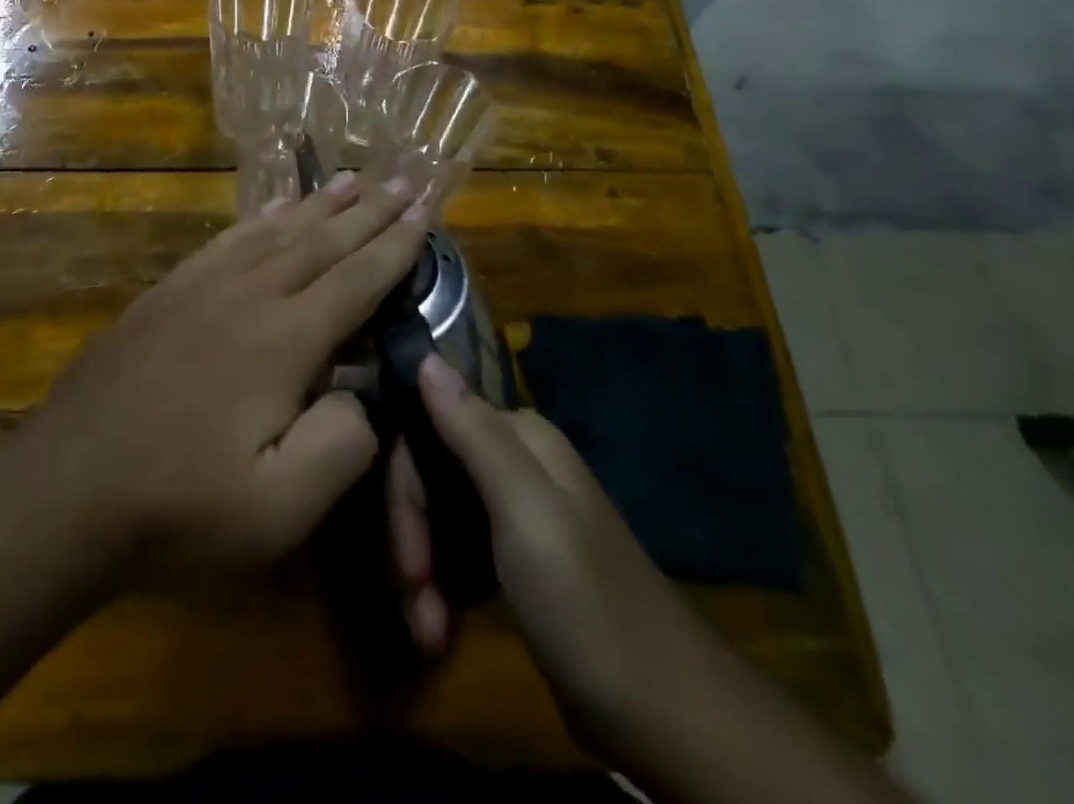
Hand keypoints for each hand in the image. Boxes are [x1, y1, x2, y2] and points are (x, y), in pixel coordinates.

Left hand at [22, 174, 427, 582]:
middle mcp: (248, 295)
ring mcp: (201, 287)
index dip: (395, 245)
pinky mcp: (167, 292)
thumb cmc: (179, 507)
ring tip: (350, 180)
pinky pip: (227, 240)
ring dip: (319, 205)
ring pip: (276, 231)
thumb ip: (341, 445)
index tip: (424, 210)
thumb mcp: (279, 509)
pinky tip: (273, 211)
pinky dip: (260, 219)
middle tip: (402, 180)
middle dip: (368, 212)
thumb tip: (365, 393)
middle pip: (322, 242)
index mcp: (284, 340)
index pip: (357, 280)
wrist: (65, 487)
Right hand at [389, 356, 691, 723]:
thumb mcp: (525, 510)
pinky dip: (442, 591)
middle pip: (430, 477)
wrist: (669, 717)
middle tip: (413, 599)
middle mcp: (515, 464)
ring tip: (427, 632)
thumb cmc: (586, 602)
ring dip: (423, 574)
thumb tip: (425, 356)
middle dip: (411, 540)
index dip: (405, 490)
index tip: (405, 558)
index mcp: (519, 438)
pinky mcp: (520, 564)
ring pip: (439, 519)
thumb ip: (472, 431)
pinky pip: (460, 556)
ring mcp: (518, 515)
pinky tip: (440, 631)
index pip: (427, 430)